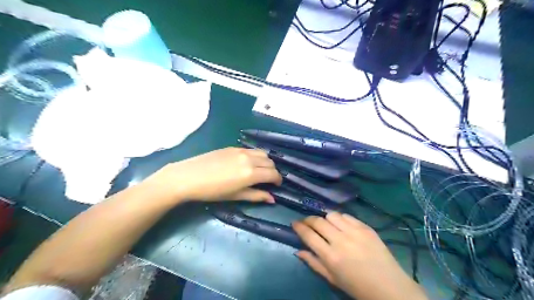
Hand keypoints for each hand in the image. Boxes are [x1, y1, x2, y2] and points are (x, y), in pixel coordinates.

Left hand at [142, 147, 282, 203]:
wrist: (188, 177)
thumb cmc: (212, 191)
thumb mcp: (235, 196)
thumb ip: (256, 196)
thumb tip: (272, 198)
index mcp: (251, 173)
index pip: (273, 174)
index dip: (278, 180)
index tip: (277, 185)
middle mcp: (249, 159)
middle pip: (270, 161)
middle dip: (273, 171)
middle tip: (268, 179)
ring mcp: (241, 151)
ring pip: (262, 153)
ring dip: (265, 161)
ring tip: (259, 170)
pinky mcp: (233, 147)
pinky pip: (251, 149)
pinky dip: (255, 156)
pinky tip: (247, 163)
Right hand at [291, 212, 428, 299]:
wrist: (389, 287)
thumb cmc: (357, 287)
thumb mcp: (332, 279)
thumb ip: (314, 263)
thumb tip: (298, 251)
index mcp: (330, 256)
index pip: (308, 235)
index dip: (299, 227)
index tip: (294, 223)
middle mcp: (340, 240)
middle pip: (318, 221)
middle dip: (308, 219)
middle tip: (307, 222)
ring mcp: (354, 232)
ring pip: (332, 215)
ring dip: (325, 218)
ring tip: (326, 224)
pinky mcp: (366, 227)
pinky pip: (347, 216)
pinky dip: (340, 218)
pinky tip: (341, 224)